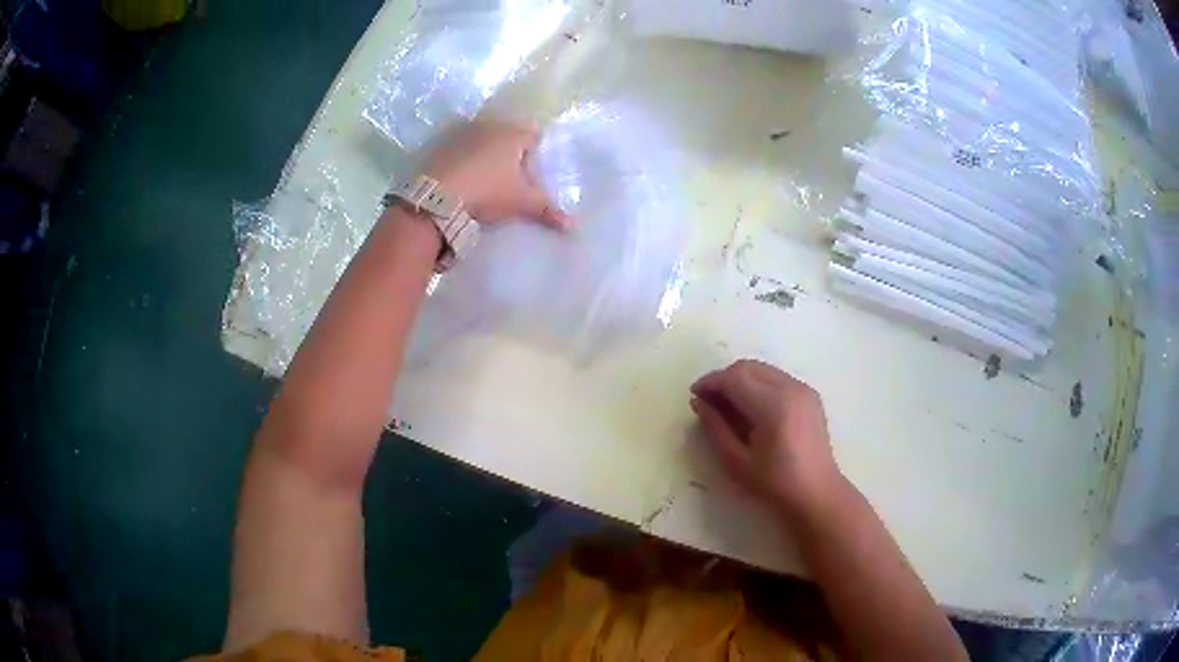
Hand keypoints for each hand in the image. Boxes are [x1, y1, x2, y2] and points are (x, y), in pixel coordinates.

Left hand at [424, 120, 569, 227]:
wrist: (436, 196)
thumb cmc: (487, 192)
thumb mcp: (521, 203)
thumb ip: (547, 211)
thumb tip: (573, 226)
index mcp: (513, 134)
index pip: (534, 137)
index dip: (535, 156)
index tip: (531, 177)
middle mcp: (489, 126)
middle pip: (507, 137)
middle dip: (510, 156)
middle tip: (509, 182)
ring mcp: (461, 133)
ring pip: (482, 142)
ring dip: (485, 156)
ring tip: (484, 182)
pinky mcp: (439, 145)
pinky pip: (459, 149)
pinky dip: (463, 161)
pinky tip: (462, 180)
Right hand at [690, 359, 845, 518]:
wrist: (817, 493)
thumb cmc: (775, 484)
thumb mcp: (737, 461)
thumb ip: (715, 427)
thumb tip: (698, 402)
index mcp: (774, 406)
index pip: (735, 378)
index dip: (711, 382)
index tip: (694, 395)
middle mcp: (791, 389)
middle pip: (748, 367)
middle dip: (724, 378)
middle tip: (708, 400)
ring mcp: (803, 389)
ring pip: (762, 369)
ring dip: (741, 379)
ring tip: (727, 404)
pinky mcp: (809, 395)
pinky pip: (776, 377)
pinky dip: (758, 384)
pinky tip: (751, 407)